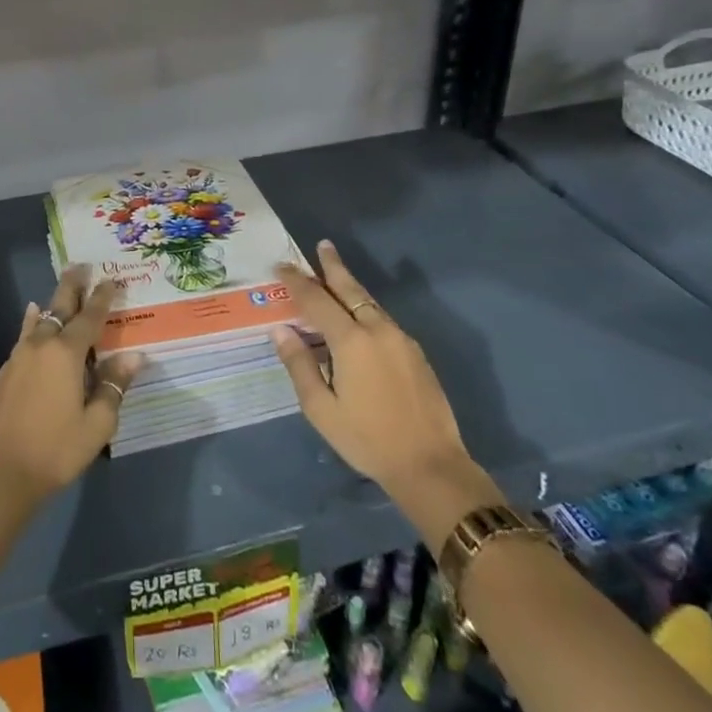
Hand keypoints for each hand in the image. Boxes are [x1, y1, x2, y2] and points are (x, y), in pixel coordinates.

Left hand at [0, 265, 143, 508]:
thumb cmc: (55, 450)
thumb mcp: (96, 424)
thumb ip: (113, 386)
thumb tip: (133, 356)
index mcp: (66, 354)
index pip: (90, 317)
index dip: (102, 298)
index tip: (112, 279)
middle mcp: (41, 346)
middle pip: (59, 307)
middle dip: (72, 286)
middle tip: (81, 265)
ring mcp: (18, 358)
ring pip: (39, 321)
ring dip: (52, 304)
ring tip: (59, 292)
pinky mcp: (5, 373)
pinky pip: (24, 337)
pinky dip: (33, 324)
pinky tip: (33, 322)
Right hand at [271, 241, 493, 535]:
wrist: (430, 465)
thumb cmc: (367, 439)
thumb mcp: (321, 409)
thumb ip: (300, 365)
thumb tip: (281, 330)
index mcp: (351, 341)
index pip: (316, 300)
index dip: (297, 282)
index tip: (281, 266)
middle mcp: (377, 330)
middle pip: (350, 289)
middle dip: (333, 266)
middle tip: (323, 245)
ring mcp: (400, 339)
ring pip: (370, 303)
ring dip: (350, 286)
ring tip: (335, 275)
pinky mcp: (415, 353)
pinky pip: (383, 320)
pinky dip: (365, 309)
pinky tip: (358, 318)